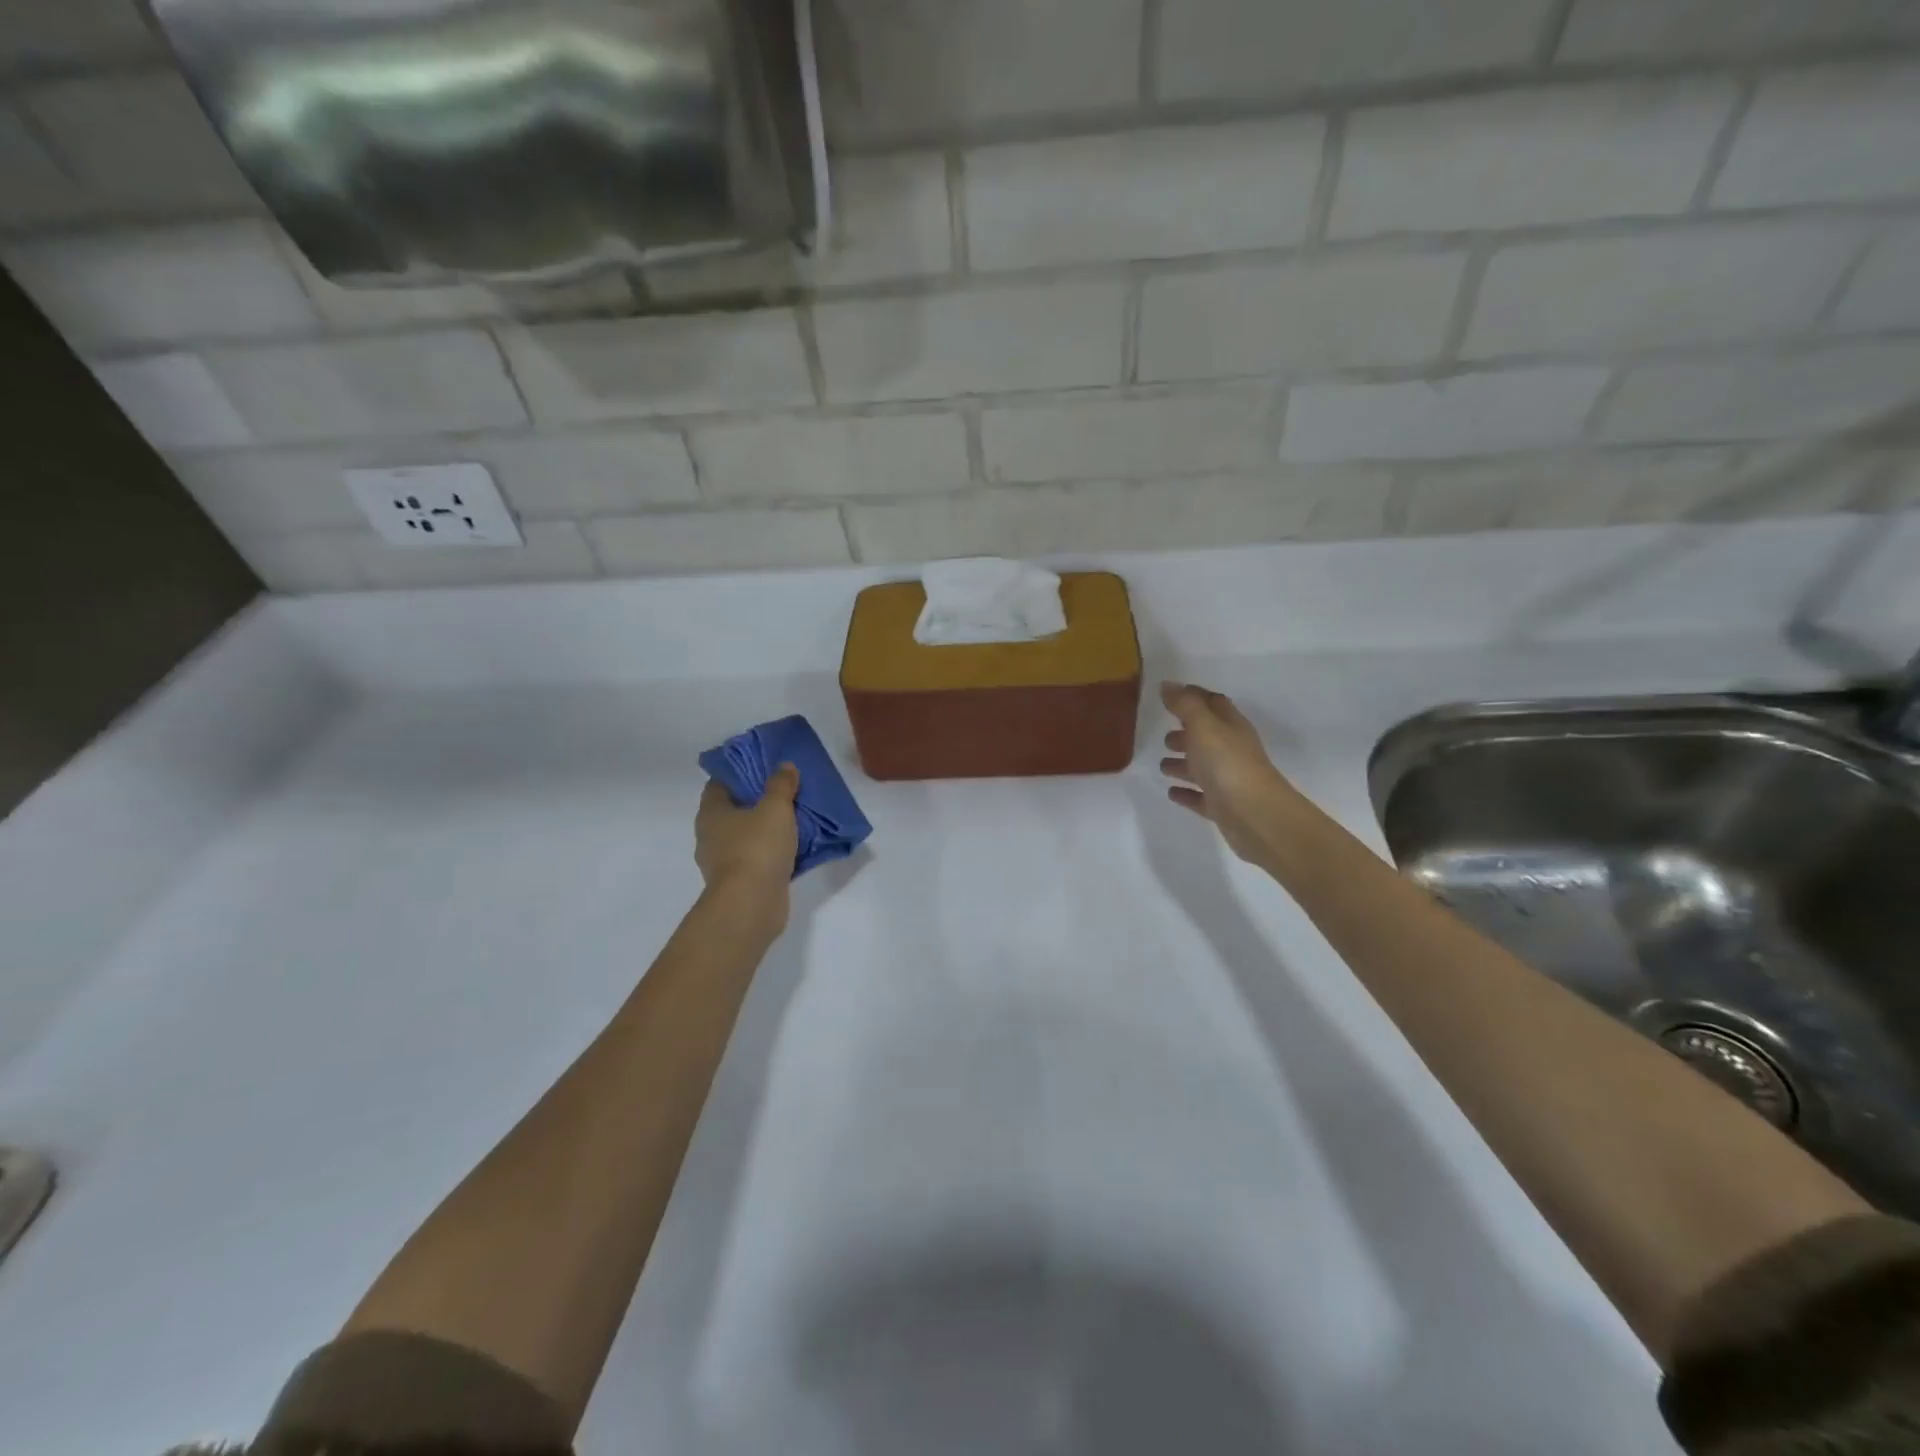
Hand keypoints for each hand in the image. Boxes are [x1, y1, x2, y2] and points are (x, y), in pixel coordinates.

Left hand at [696, 765, 799, 922]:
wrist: (751, 904)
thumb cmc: (757, 848)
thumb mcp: (775, 808)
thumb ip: (781, 785)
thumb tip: (784, 766)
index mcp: (711, 813)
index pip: (719, 783)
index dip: (739, 773)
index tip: (763, 766)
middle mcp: (711, 836)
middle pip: (733, 810)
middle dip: (756, 800)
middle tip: (784, 790)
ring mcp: (723, 862)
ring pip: (746, 836)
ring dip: (765, 828)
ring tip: (793, 817)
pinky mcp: (740, 882)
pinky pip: (757, 858)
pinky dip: (772, 852)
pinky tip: (794, 847)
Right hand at [1158, 682, 1306, 866]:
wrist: (1255, 816)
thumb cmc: (1227, 764)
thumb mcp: (1203, 726)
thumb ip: (1185, 704)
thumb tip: (1168, 684)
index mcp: (1230, 726)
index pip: (1213, 703)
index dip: (1193, 697)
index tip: (1170, 695)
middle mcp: (1231, 750)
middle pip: (1207, 736)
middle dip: (1186, 733)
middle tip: (1164, 736)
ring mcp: (1228, 780)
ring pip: (1202, 767)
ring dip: (1183, 764)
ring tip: (1162, 765)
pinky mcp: (1222, 806)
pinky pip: (1200, 796)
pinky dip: (1186, 792)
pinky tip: (1172, 792)